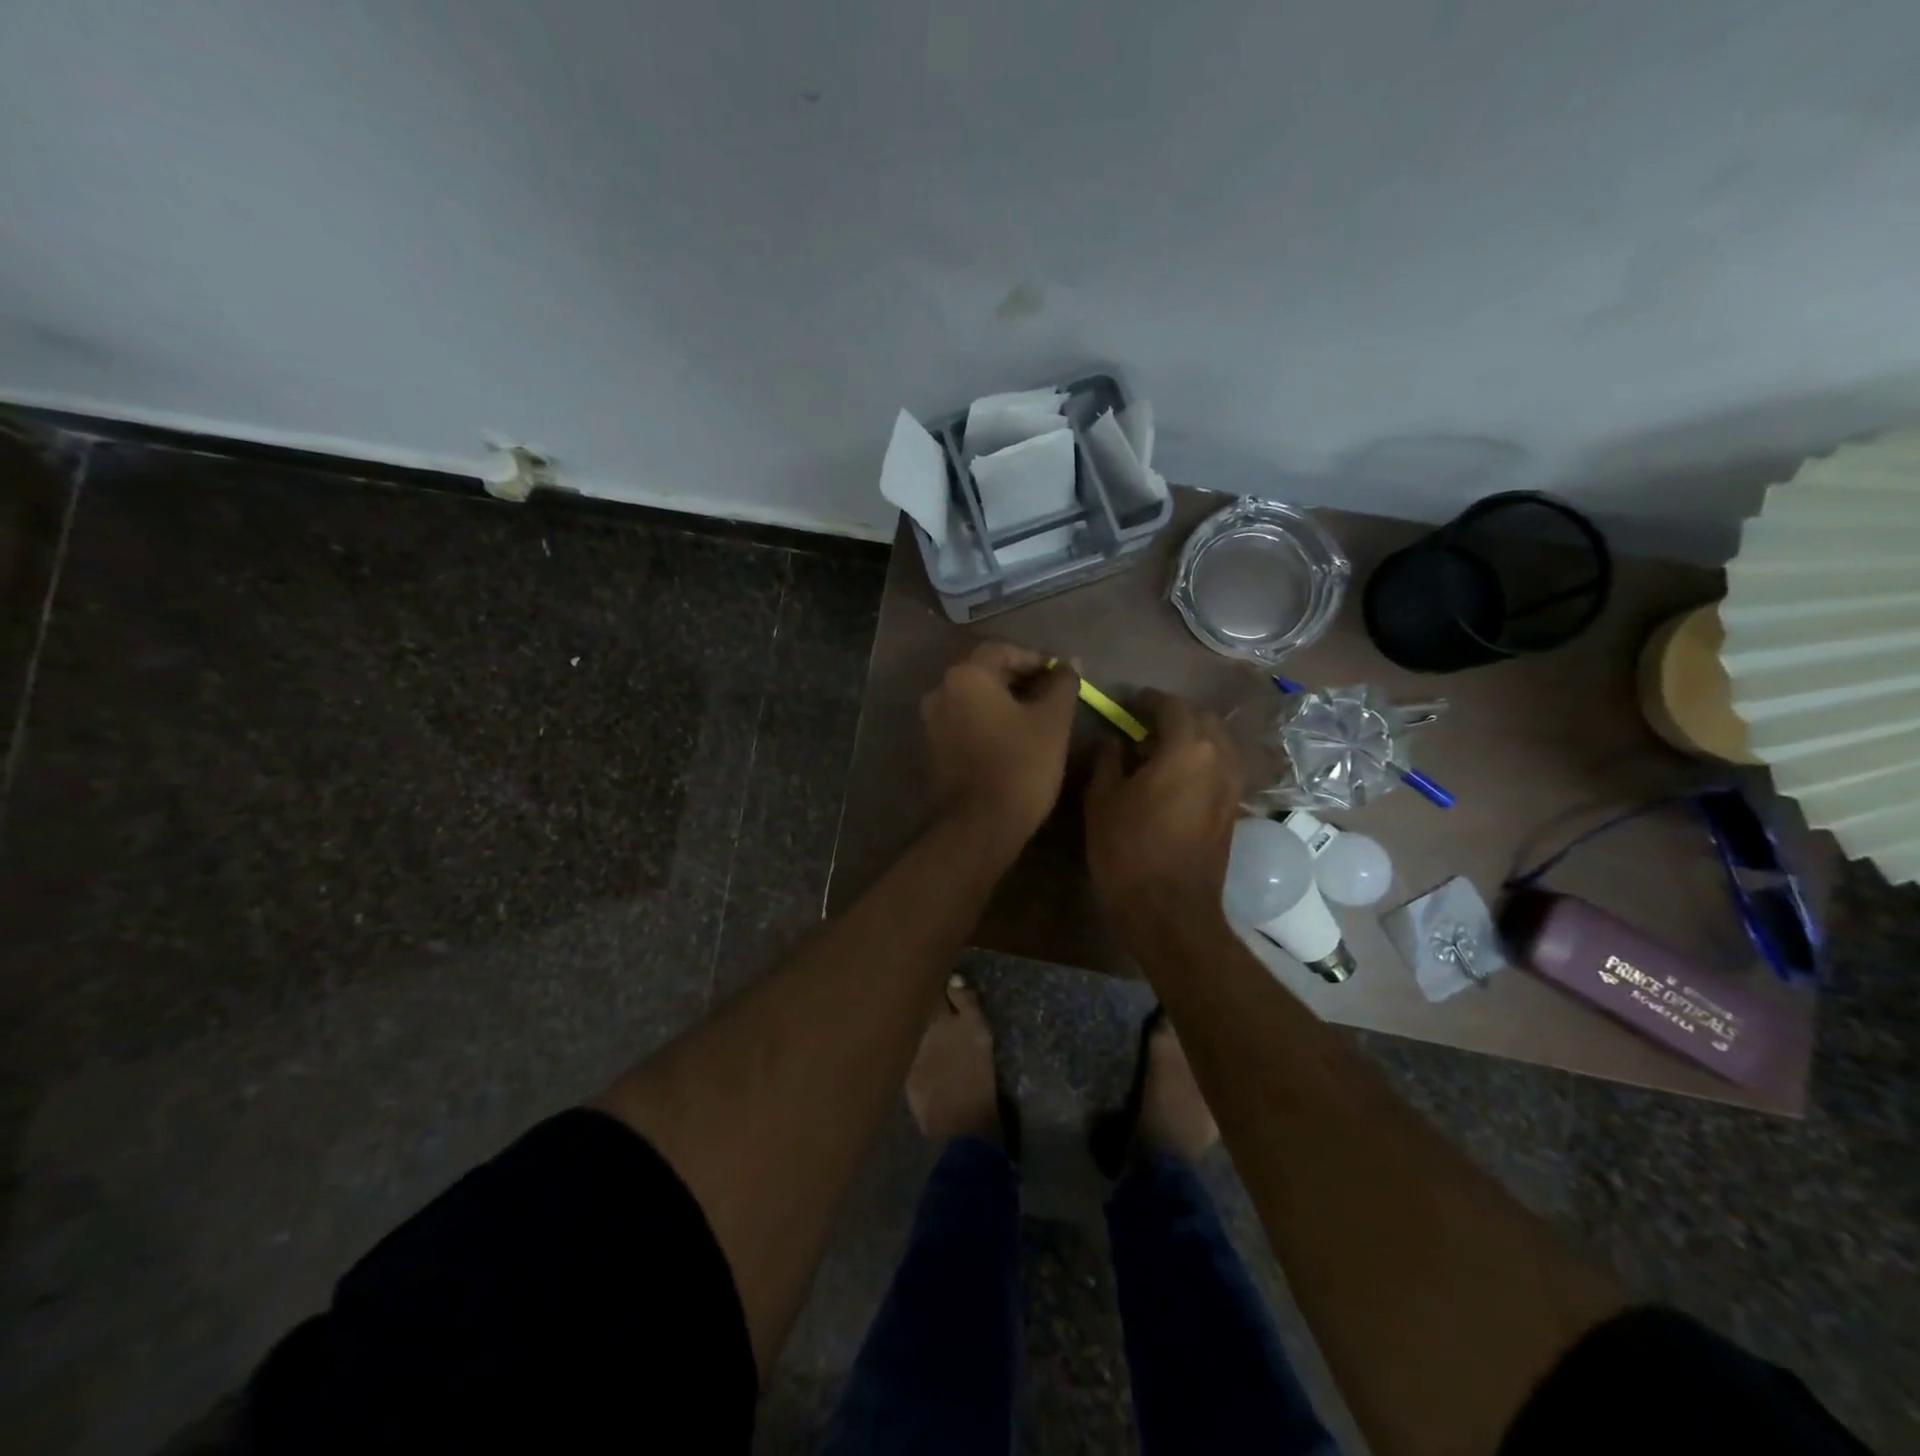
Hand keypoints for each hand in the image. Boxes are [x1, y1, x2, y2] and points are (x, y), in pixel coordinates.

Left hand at [920, 642, 1078, 849]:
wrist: (981, 825)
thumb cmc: (1021, 764)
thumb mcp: (1053, 720)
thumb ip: (1061, 683)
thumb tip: (1068, 664)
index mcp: (965, 676)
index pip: (1003, 650)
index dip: (1035, 658)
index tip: (1060, 675)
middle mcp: (940, 691)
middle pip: (984, 671)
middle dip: (1019, 678)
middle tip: (1052, 695)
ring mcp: (931, 722)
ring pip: (973, 698)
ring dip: (1004, 700)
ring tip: (1037, 717)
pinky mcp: (933, 748)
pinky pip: (964, 721)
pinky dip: (988, 721)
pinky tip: (1012, 737)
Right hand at [1084, 689, 1242, 937]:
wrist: (1169, 909)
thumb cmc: (1128, 850)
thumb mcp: (1103, 800)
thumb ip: (1109, 760)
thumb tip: (1116, 742)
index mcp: (1187, 748)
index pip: (1171, 706)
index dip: (1147, 700)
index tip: (1128, 703)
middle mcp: (1219, 758)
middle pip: (1201, 719)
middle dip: (1173, 716)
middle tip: (1142, 727)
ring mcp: (1232, 784)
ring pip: (1216, 743)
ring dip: (1190, 738)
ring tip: (1158, 752)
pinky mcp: (1234, 808)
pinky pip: (1220, 767)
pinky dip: (1200, 761)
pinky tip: (1175, 778)